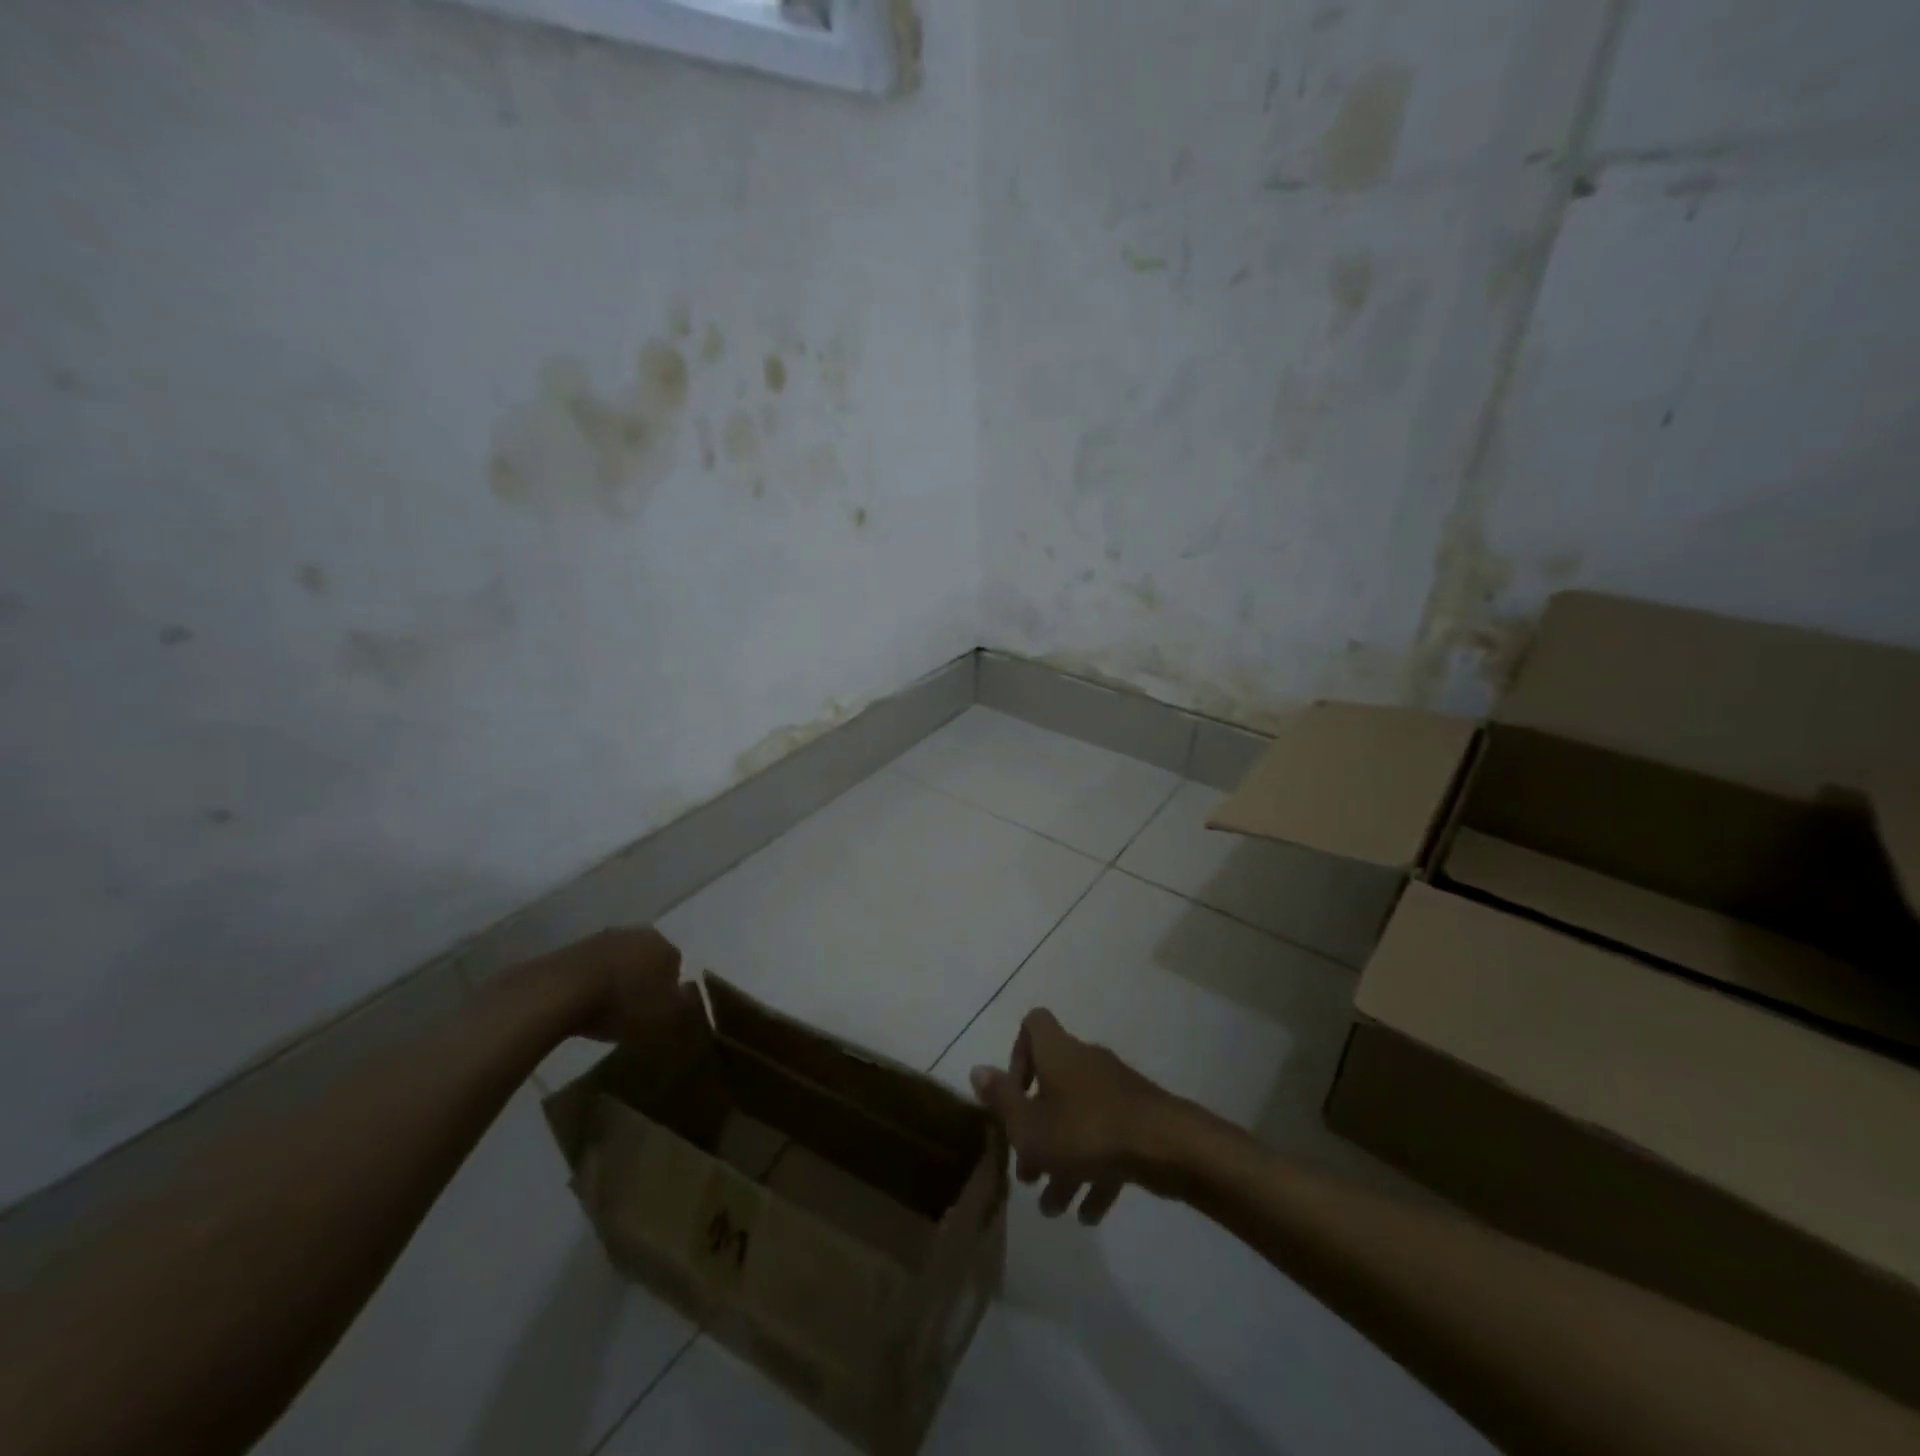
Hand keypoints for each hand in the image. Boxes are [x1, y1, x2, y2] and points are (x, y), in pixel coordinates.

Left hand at [538, 927, 698, 1043]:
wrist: (562, 991)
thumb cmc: (624, 1002)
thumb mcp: (666, 1015)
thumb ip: (686, 1005)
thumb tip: (693, 995)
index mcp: (665, 945)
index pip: (677, 965)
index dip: (669, 991)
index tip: (658, 1012)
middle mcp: (638, 933)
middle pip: (648, 959)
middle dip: (644, 981)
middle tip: (635, 1010)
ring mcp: (604, 937)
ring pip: (620, 961)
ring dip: (617, 980)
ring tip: (607, 1009)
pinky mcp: (573, 948)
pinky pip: (593, 967)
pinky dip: (593, 982)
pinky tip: (585, 1003)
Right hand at [969, 1009, 1187, 1224]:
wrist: (1167, 1147)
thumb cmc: (1087, 1132)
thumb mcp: (1030, 1126)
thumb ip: (1001, 1100)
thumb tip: (977, 1070)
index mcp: (1058, 1053)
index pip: (1033, 1025)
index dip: (1017, 1054)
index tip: (1014, 1094)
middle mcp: (1085, 1062)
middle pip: (1052, 1084)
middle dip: (1036, 1128)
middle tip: (1026, 1171)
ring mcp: (1115, 1090)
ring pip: (1079, 1120)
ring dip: (1062, 1161)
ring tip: (1053, 1207)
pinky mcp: (1138, 1118)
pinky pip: (1107, 1140)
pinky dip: (1094, 1172)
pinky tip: (1088, 1214)